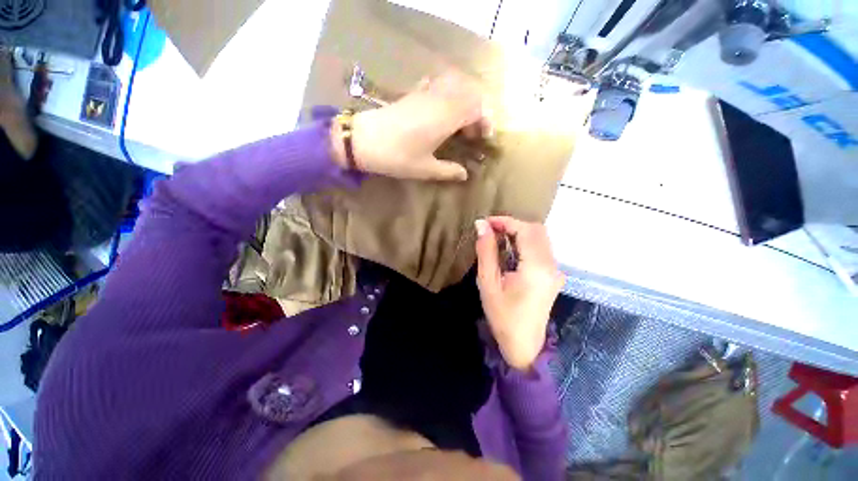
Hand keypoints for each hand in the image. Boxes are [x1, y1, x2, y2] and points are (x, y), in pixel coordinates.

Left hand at [330, 70, 488, 181]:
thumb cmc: (397, 156)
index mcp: (446, 117)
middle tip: (472, 132)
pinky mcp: (413, 93)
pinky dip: (445, 92)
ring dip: (463, 99)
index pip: (477, 107)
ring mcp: (425, 92)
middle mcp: (439, 99)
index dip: (485, 121)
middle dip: (477, 110)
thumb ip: (448, 171)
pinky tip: (440, 108)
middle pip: (469, 91)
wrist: (364, 140)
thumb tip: (465, 175)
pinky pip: (437, 84)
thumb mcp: (425, 169)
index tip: (483, 138)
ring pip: (455, 83)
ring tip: (459, 121)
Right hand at [475, 216, 564, 371]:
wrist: (524, 345)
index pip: (525, 230)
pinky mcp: (553, 275)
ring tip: (497, 238)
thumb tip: (481, 225)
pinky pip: (541, 248)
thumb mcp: (488, 283)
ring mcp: (555, 270)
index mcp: (536, 268)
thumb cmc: (502, 316)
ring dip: (518, 232)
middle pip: (536, 230)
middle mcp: (552, 265)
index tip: (486, 222)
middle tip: (490, 230)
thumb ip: (486, 251)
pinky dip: (524, 242)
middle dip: (512, 225)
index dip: (505, 221)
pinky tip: (509, 250)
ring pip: (540, 237)